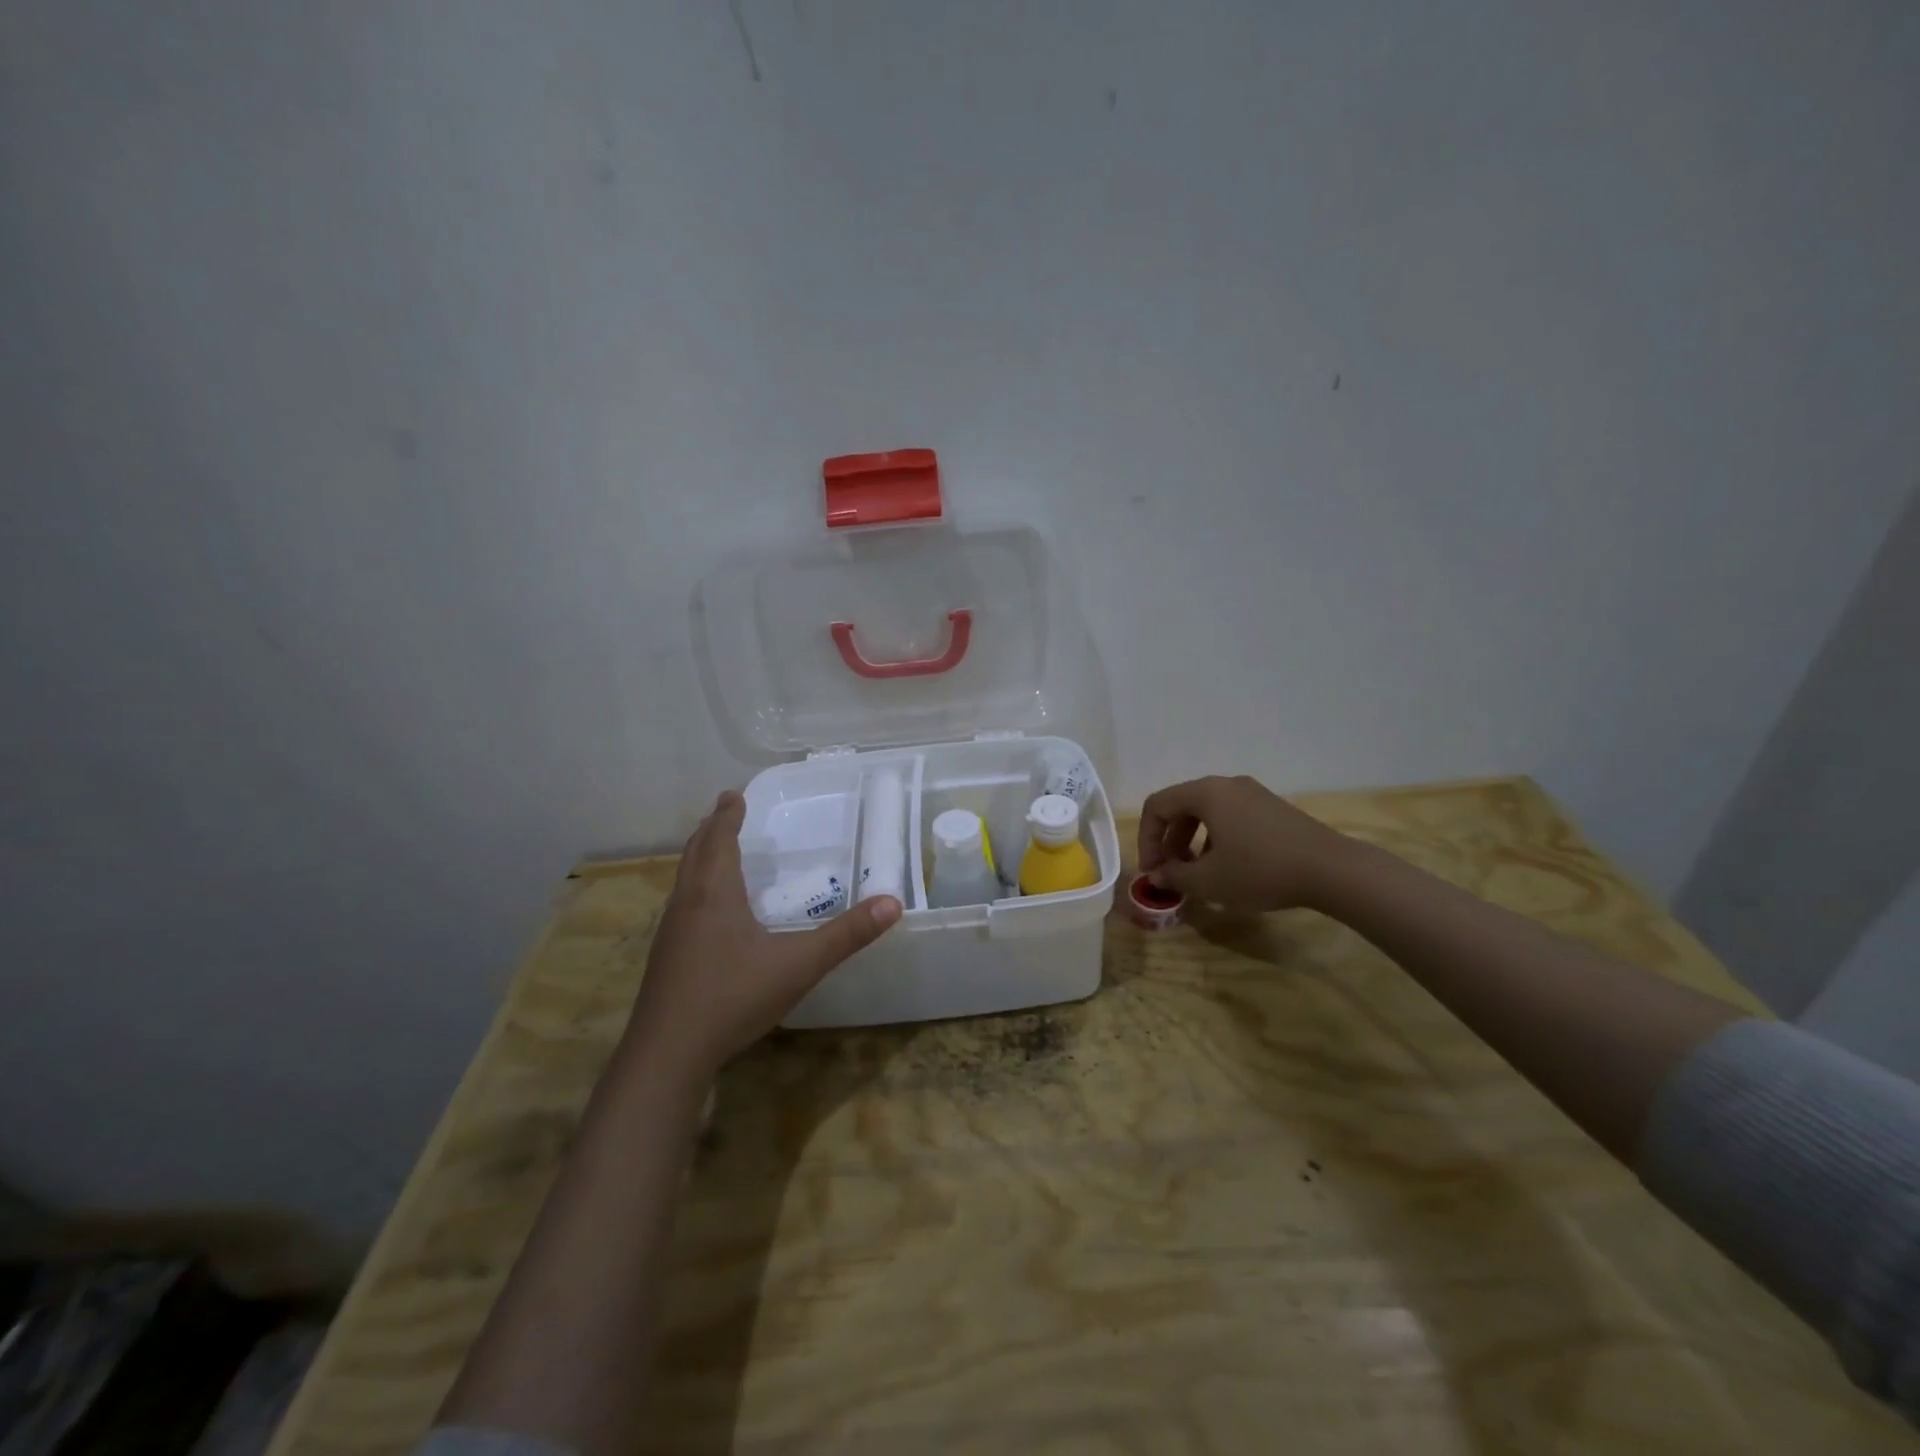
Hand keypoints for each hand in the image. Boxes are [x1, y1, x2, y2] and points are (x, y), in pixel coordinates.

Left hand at [625, 791, 900, 1082]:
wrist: (667, 1054)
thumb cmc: (732, 997)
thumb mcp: (799, 964)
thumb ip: (846, 935)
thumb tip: (892, 903)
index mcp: (714, 894)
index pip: (719, 840)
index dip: (727, 816)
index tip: (733, 795)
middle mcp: (687, 905)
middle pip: (695, 855)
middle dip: (710, 831)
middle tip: (723, 813)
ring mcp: (670, 934)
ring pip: (683, 881)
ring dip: (699, 860)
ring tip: (715, 854)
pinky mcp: (665, 960)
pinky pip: (681, 907)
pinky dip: (695, 890)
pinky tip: (707, 915)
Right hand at [1138, 775, 1353, 911]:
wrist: (1332, 870)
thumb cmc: (1260, 870)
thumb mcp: (1209, 881)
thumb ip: (1175, 877)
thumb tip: (1157, 876)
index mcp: (1206, 793)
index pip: (1158, 806)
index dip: (1146, 839)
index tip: (1153, 871)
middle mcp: (1227, 785)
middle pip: (1182, 807)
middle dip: (1169, 842)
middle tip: (1171, 873)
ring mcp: (1253, 794)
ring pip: (1207, 814)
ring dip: (1192, 843)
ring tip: (1197, 875)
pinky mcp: (1273, 809)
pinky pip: (1231, 818)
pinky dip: (1217, 840)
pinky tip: (1228, 869)